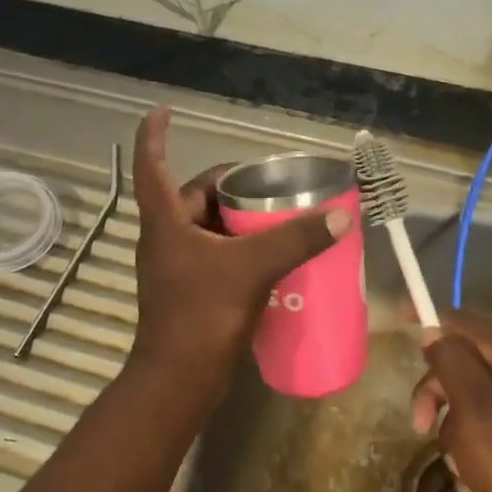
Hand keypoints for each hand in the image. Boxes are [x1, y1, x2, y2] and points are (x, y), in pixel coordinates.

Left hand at [128, 107, 352, 406]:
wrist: (179, 381)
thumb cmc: (202, 315)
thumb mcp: (252, 269)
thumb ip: (296, 239)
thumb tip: (340, 216)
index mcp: (166, 222)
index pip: (151, 165)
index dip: (154, 135)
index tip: (165, 110)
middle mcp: (165, 238)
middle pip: (194, 196)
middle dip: (229, 186)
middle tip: (269, 184)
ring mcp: (176, 267)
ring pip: (208, 228)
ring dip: (238, 219)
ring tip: (278, 216)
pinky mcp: (190, 292)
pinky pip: (217, 256)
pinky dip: (240, 248)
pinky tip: (271, 256)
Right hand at [410, 311, 491, 491]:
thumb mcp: (473, 404)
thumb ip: (450, 361)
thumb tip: (434, 333)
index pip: (463, 322)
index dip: (430, 318)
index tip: (400, 316)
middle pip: (461, 365)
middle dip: (436, 395)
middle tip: (421, 427)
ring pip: (467, 402)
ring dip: (452, 432)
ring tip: (459, 466)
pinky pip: (483, 430)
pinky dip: (470, 451)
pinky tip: (471, 480)